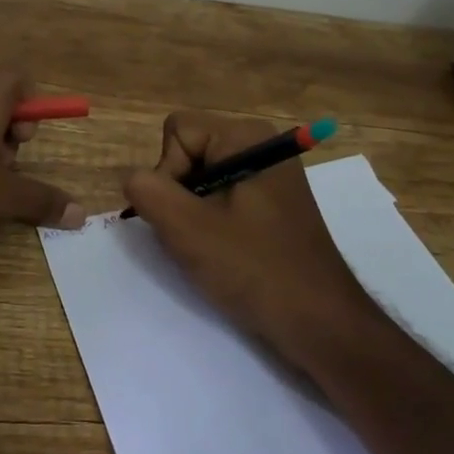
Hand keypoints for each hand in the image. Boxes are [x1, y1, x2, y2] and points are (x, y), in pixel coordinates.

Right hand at [122, 112, 381, 373]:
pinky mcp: (273, 202)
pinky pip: (222, 197)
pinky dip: (212, 222)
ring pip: (200, 178)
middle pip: (188, 151)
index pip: (176, 131)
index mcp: (246, 136)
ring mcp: (270, 174)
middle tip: (197, 236)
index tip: (186, 215)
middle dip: (179, 193)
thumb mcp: (186, 228)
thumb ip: (146, 191)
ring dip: (193, 213)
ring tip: (211, 248)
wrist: (319, 321)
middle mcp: (261, 144)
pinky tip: (225, 252)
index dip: (167, 172)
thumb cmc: (254, 269)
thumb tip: (134, 179)